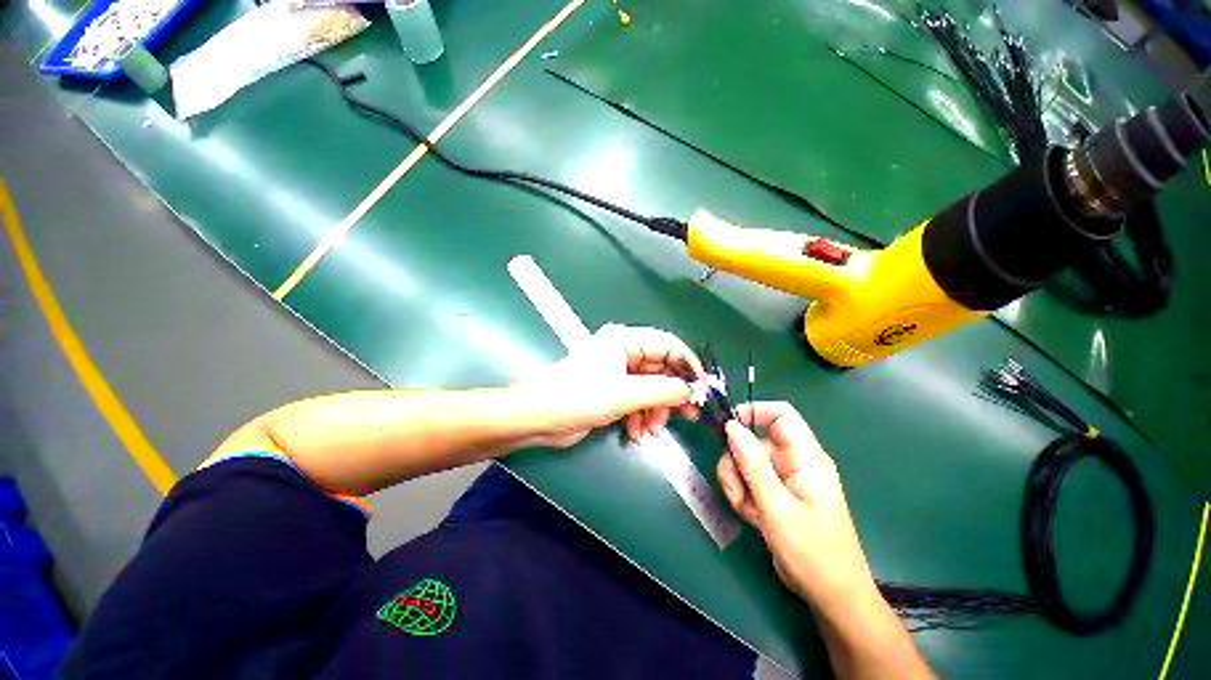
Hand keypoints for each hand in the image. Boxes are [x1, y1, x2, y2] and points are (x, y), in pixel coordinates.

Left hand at [513, 324, 701, 448]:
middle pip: (661, 368)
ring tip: (651, 429)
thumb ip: (662, 391)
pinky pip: (637, 400)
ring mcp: (617, 372)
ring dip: (655, 410)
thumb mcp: (623, 394)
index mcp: (624, 340)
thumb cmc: (577, 398)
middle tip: (686, 415)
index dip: (688, 365)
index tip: (702, 388)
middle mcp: (623, 352)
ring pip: (651, 388)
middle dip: (671, 394)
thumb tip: (691, 391)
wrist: (538, 418)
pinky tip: (637, 432)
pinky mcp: (611, 390)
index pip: (668, 344)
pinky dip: (640, 416)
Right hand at [717, 402, 876, 613]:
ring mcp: (785, 479)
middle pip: (754, 442)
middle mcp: (795, 462)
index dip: (753, 412)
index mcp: (806, 457)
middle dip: (737, 464)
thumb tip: (732, 427)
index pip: (780, 414)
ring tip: (748, 511)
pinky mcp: (777, 495)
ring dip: (739, 484)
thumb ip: (753, 465)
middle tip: (736, 490)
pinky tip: (753, 518)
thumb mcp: (777, 508)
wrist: (831, 596)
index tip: (727, 428)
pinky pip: (750, 482)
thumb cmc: (813, 552)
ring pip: (747, 463)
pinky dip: (744, 496)